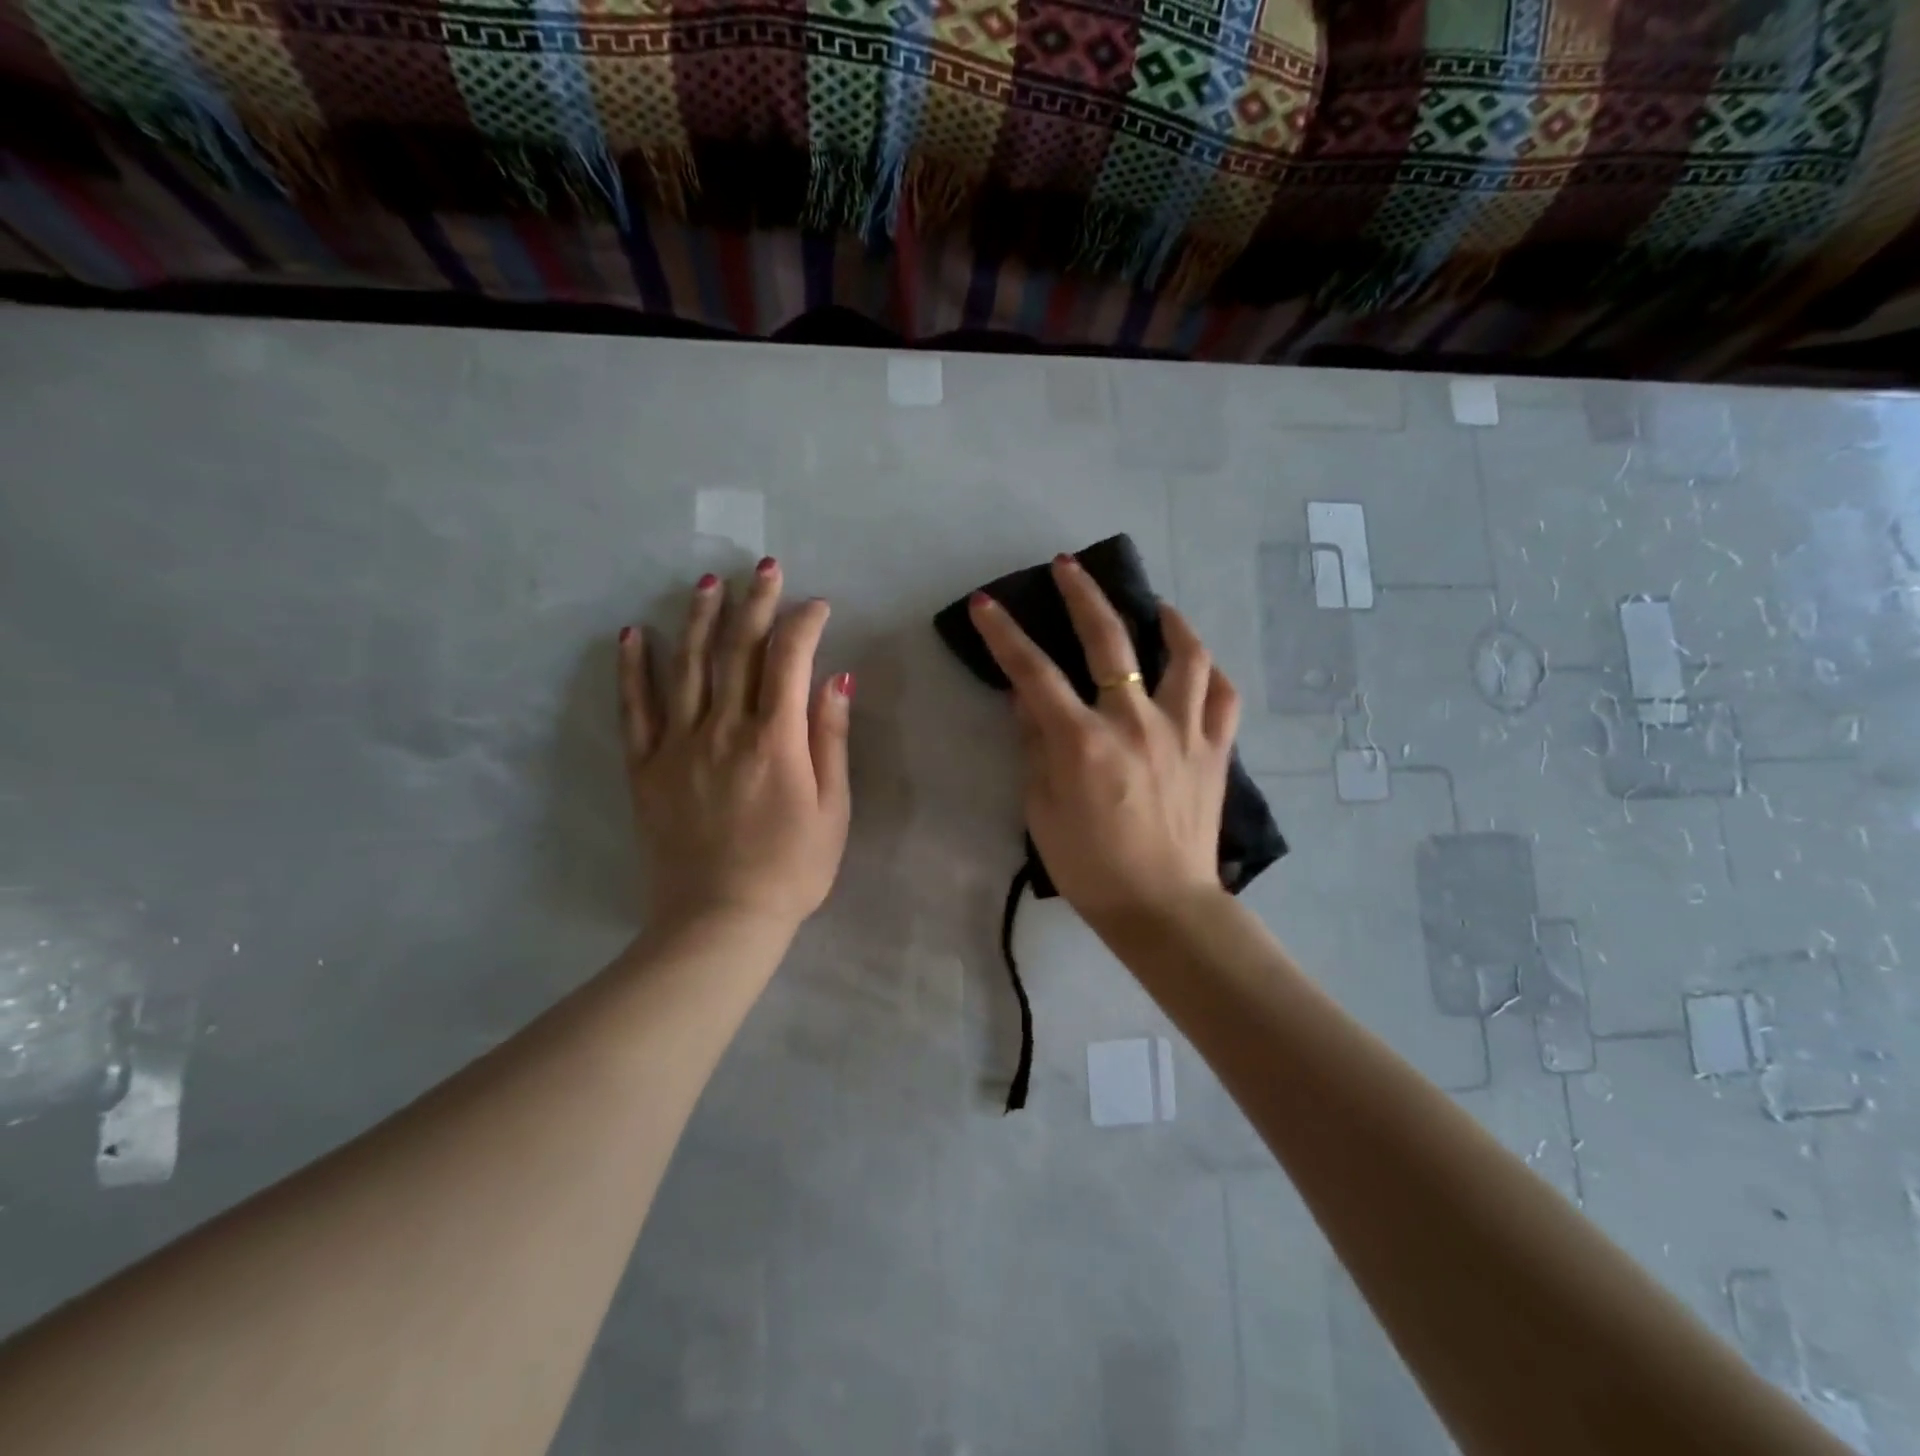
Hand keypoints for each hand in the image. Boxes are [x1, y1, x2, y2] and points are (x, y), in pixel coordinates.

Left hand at [618, 560, 852, 936]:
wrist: (720, 921)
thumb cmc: (791, 869)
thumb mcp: (832, 809)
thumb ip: (830, 740)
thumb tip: (836, 680)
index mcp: (775, 740)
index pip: (789, 660)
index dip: (804, 624)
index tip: (817, 606)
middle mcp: (724, 729)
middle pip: (737, 651)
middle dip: (754, 603)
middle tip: (763, 568)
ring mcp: (678, 745)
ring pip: (686, 667)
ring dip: (697, 619)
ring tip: (706, 583)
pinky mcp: (646, 768)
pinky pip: (635, 709)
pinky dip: (632, 669)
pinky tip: (631, 635)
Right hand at [967, 554, 1238, 933]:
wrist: (1163, 907)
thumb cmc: (1091, 867)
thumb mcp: (1042, 811)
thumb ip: (1035, 748)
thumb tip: (1028, 702)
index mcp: (1083, 741)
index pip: (1034, 673)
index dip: (1005, 634)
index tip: (987, 604)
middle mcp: (1135, 722)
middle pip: (1108, 639)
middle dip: (1083, 595)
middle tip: (1068, 566)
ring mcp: (1183, 732)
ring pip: (1184, 655)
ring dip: (1167, 620)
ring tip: (1155, 606)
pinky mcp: (1215, 750)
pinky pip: (1222, 697)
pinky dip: (1209, 673)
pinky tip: (1195, 665)